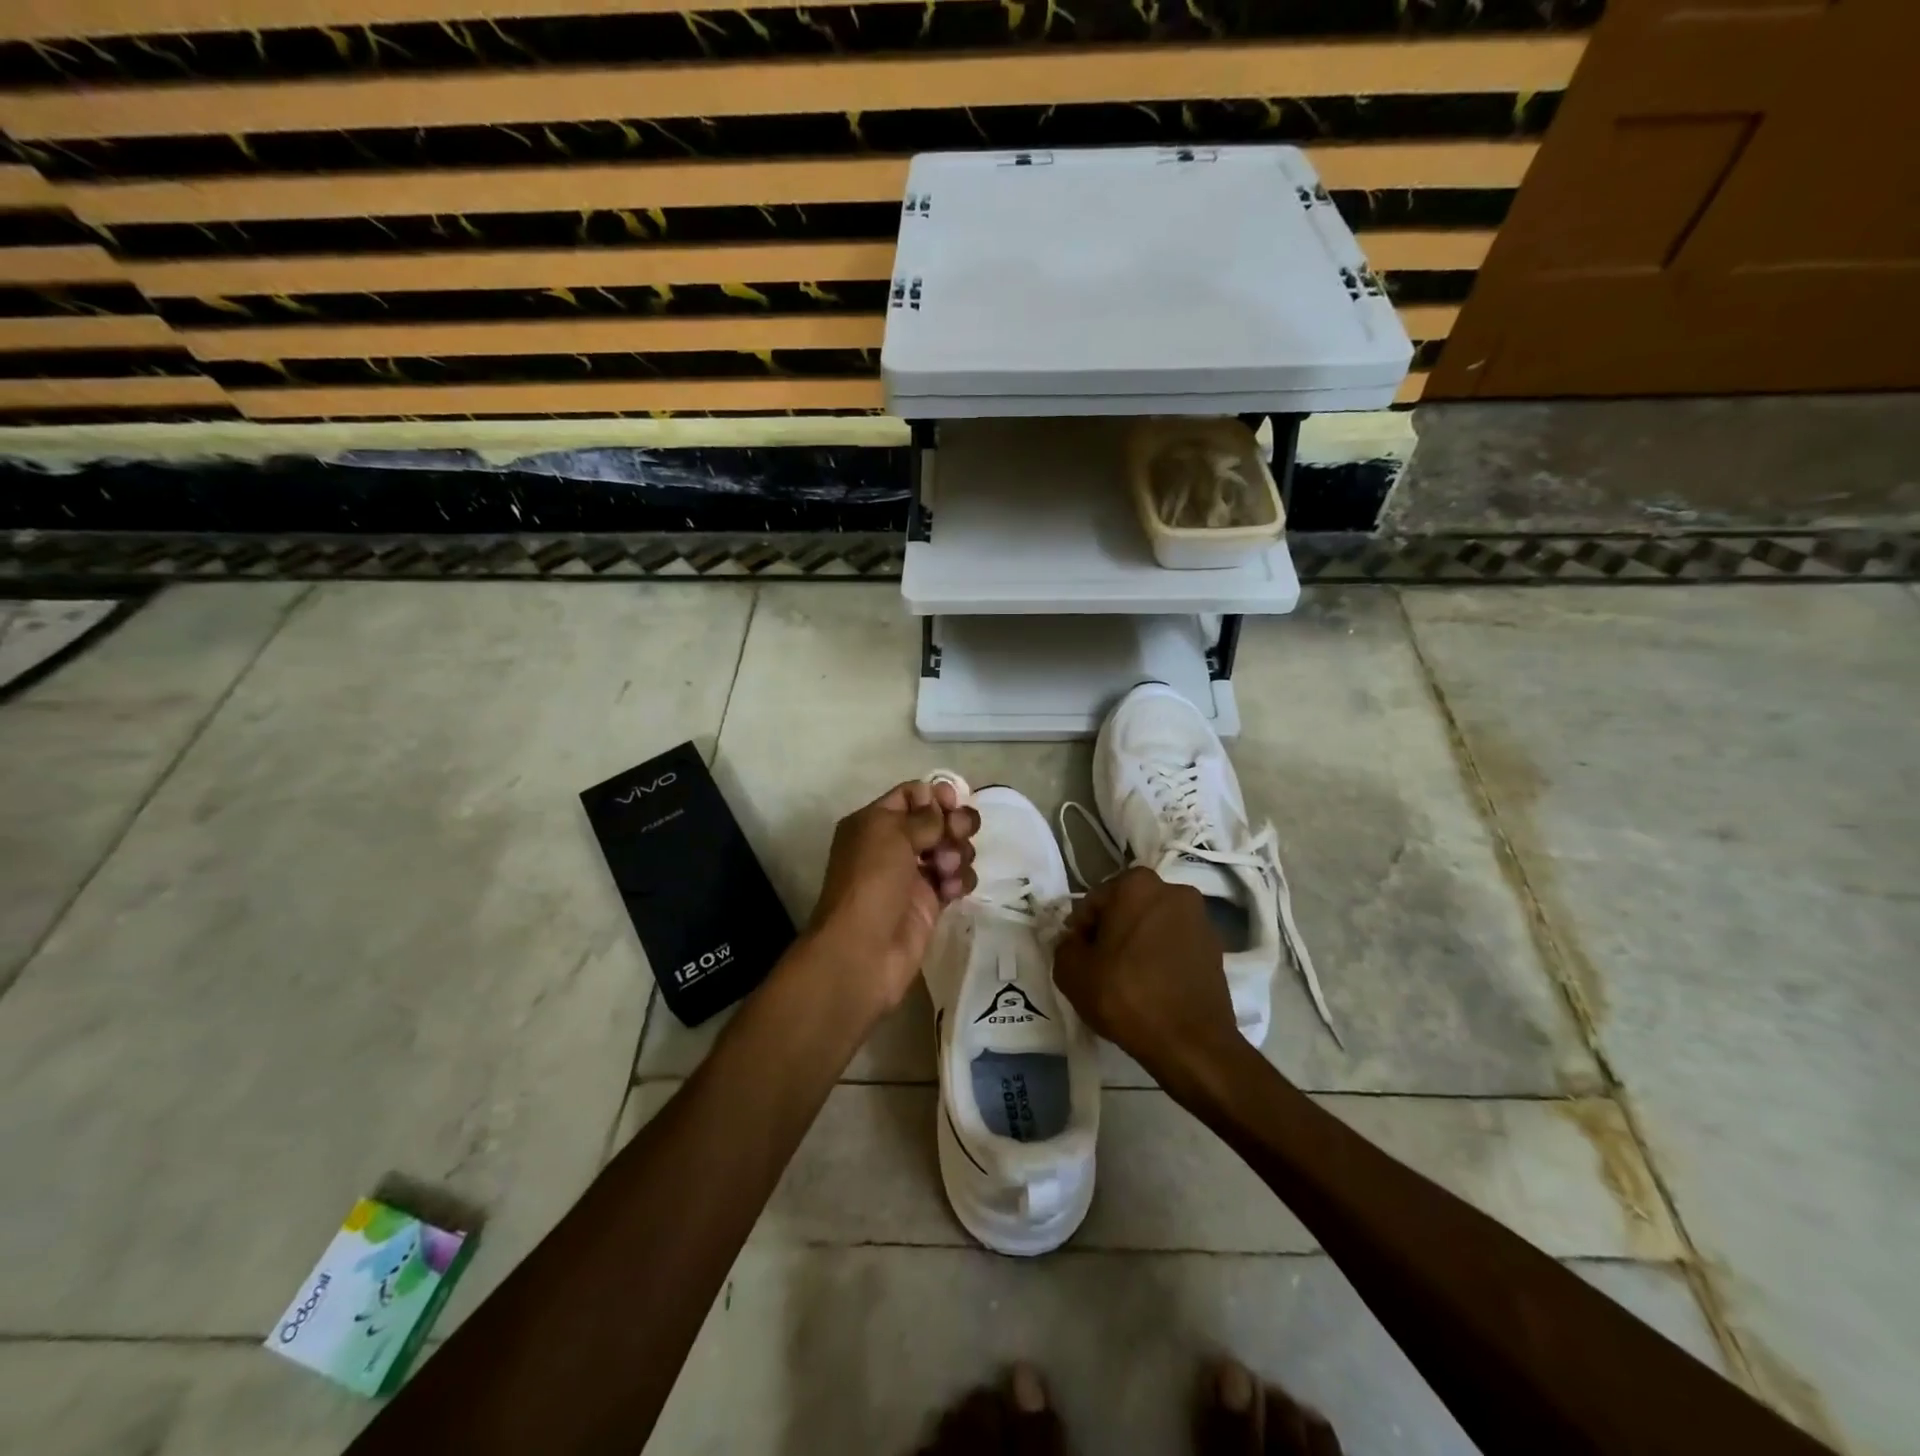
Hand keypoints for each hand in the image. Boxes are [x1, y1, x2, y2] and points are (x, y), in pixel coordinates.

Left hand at [806, 779, 978, 1014]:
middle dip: (954, 824)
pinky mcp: (931, 902)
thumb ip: (923, 816)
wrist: (864, 951)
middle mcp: (893, 846)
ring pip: (951, 849)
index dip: (934, 795)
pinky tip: (952, 891)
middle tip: (957, 835)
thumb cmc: (871, 882)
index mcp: (875, 823)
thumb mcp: (891, 835)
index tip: (952, 803)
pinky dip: (959, 880)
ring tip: (947, 870)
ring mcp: (913, 875)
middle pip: (936, 821)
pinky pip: (955, 880)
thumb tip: (939, 803)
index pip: (911, 795)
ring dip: (957, 853)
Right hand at [1052, 867, 1244, 1086]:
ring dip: (1139, 943)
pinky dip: (1162, 957)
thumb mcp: (1071, 972)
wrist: (1191, 1043)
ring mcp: (1200, 918)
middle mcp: (1173, 890)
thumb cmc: (1126, 996)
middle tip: (1101, 967)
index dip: (1081, 931)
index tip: (1080, 958)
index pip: (1094, 902)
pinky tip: (1154, 986)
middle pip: (1127, 909)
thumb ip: (1065, 946)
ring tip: (1129, 979)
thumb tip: (1075, 942)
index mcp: (1137, 885)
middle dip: (1112, 932)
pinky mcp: (1216, 948)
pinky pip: (1176, 945)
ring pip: (1154, 926)